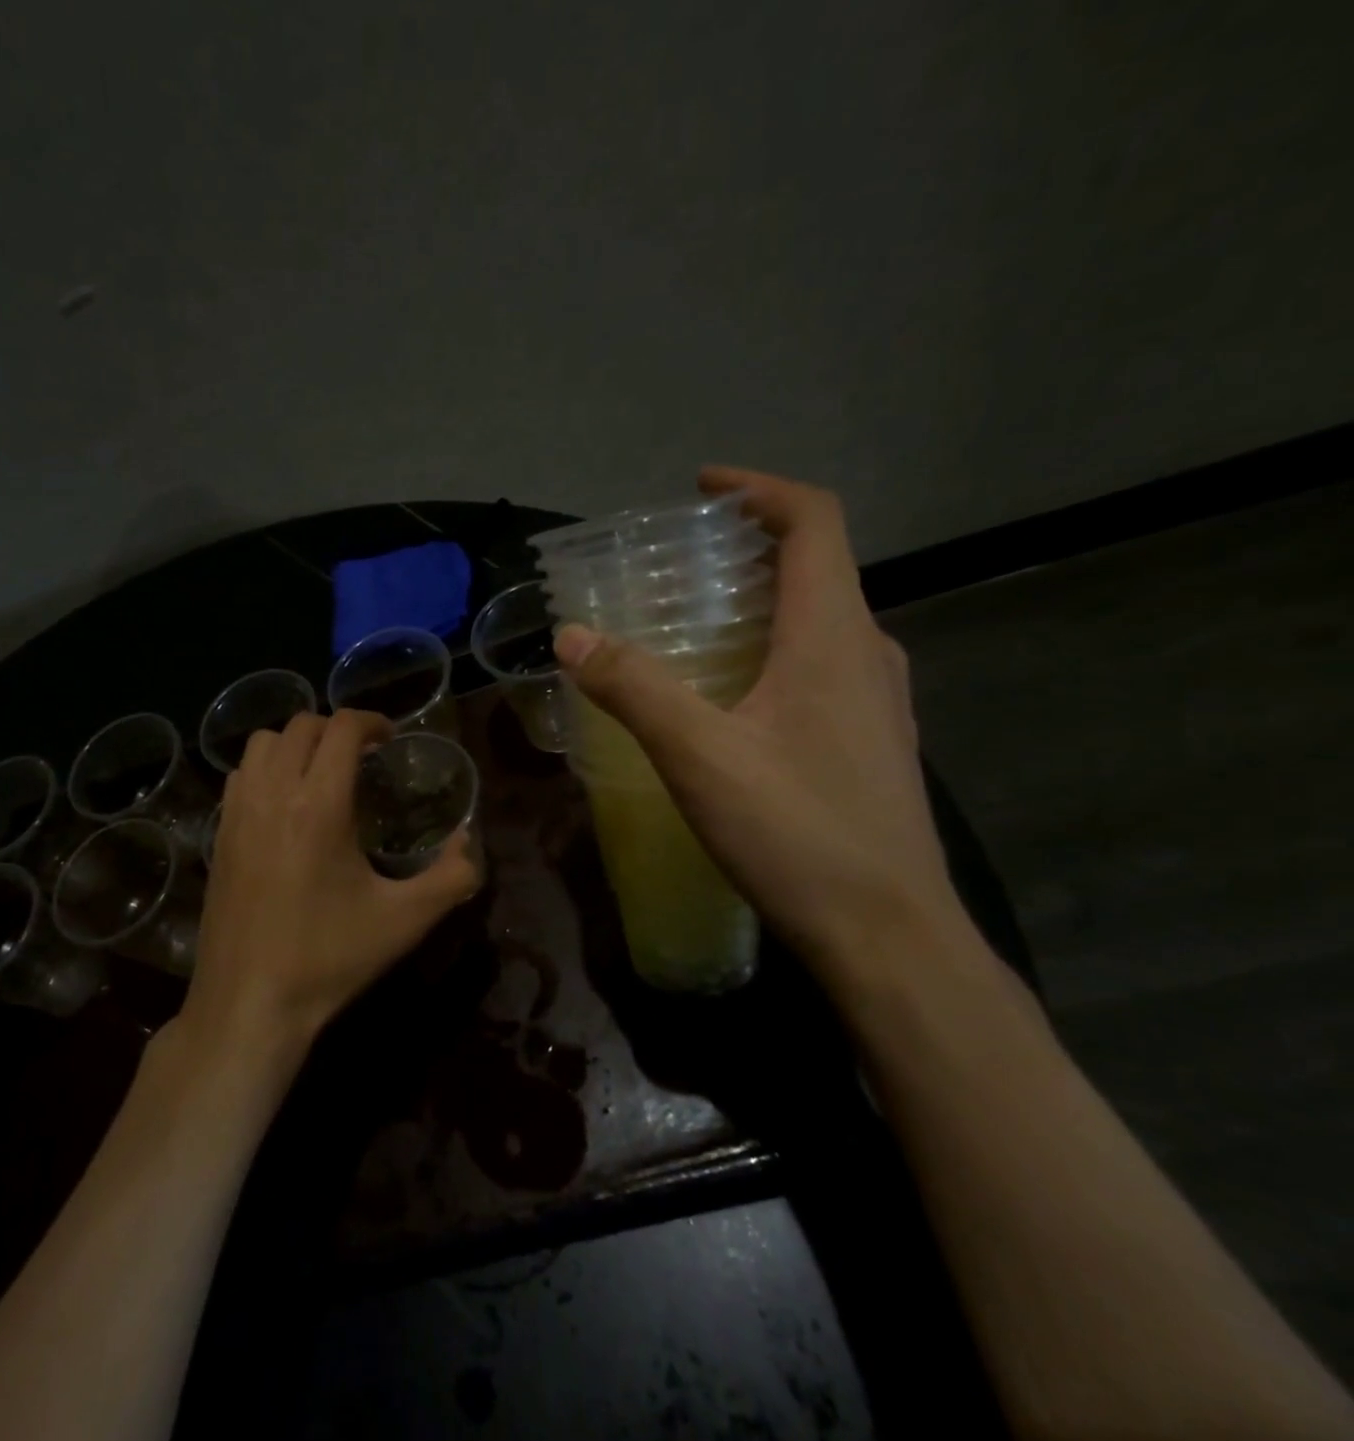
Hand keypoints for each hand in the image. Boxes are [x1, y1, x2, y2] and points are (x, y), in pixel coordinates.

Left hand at [184, 710, 481, 1053]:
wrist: (249, 1002)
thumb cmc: (329, 958)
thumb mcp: (405, 921)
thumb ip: (451, 877)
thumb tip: (468, 841)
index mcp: (320, 804)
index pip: (341, 728)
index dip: (372, 721)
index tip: (391, 739)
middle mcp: (273, 795)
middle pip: (300, 726)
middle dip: (336, 730)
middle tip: (363, 757)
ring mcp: (238, 814)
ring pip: (262, 745)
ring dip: (296, 744)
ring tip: (321, 774)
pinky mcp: (218, 836)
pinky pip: (239, 776)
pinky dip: (265, 769)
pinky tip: (284, 805)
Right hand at [554, 466, 965, 984]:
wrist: (888, 934)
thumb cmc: (797, 832)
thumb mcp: (699, 755)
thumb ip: (633, 688)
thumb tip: (572, 635)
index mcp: (834, 637)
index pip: (815, 522)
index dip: (761, 490)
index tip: (703, 488)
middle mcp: (867, 654)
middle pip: (817, 568)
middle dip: (750, 548)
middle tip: (681, 564)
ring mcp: (878, 702)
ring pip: (820, 621)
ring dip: (762, 602)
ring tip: (695, 623)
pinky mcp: (870, 742)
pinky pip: (822, 667)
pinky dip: (775, 650)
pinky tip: (730, 696)